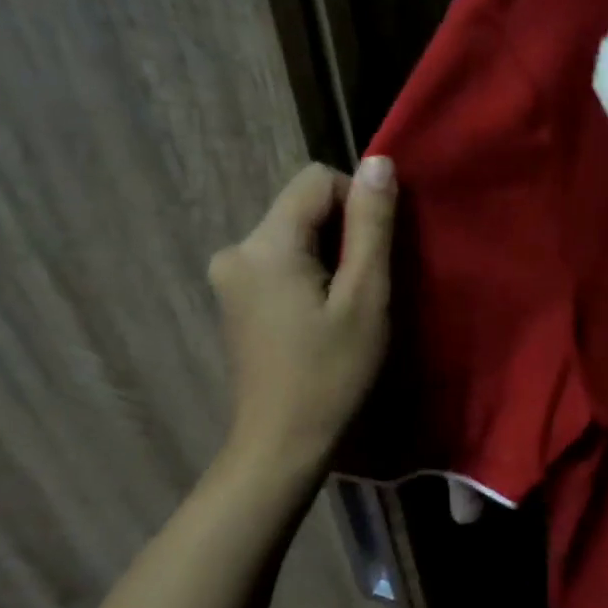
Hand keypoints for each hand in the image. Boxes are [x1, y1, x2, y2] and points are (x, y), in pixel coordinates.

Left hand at [208, 158, 396, 476]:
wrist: (282, 445)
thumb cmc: (332, 373)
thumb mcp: (365, 297)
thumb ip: (371, 226)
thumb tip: (378, 162)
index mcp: (264, 244)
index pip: (317, 180)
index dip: (357, 205)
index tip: (375, 256)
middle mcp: (235, 249)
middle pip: (303, 208)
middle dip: (344, 235)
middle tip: (367, 289)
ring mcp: (230, 277)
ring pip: (295, 236)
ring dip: (330, 258)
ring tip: (347, 308)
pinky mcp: (235, 300)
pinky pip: (281, 262)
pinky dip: (310, 276)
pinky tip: (322, 318)